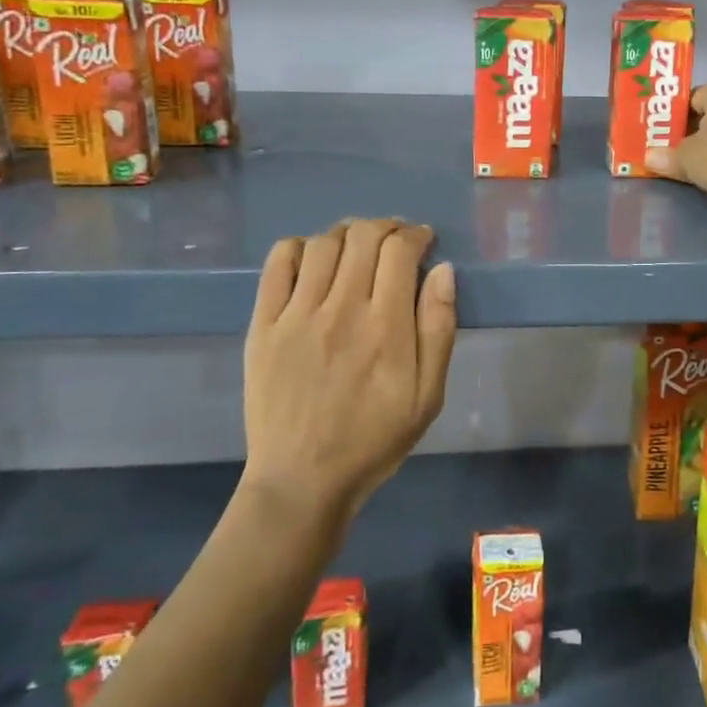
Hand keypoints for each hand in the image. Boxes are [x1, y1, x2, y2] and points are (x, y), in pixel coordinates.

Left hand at [241, 219, 456, 520]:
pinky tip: (314, 259)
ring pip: (323, 243)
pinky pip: (278, 264)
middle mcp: (341, 309)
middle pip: (363, 236)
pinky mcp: (264, 325)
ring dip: (347, 233)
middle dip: (386, 226)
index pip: (399, 250)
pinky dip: (299, 247)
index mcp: (386, 326)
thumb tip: (443, 271)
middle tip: (394, 240)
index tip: (423, 241)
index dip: (415, 234)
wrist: (302, 479)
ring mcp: (297, 315)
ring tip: (358, 247)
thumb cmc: (374, 439)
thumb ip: (438, 329)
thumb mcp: (428, 395)